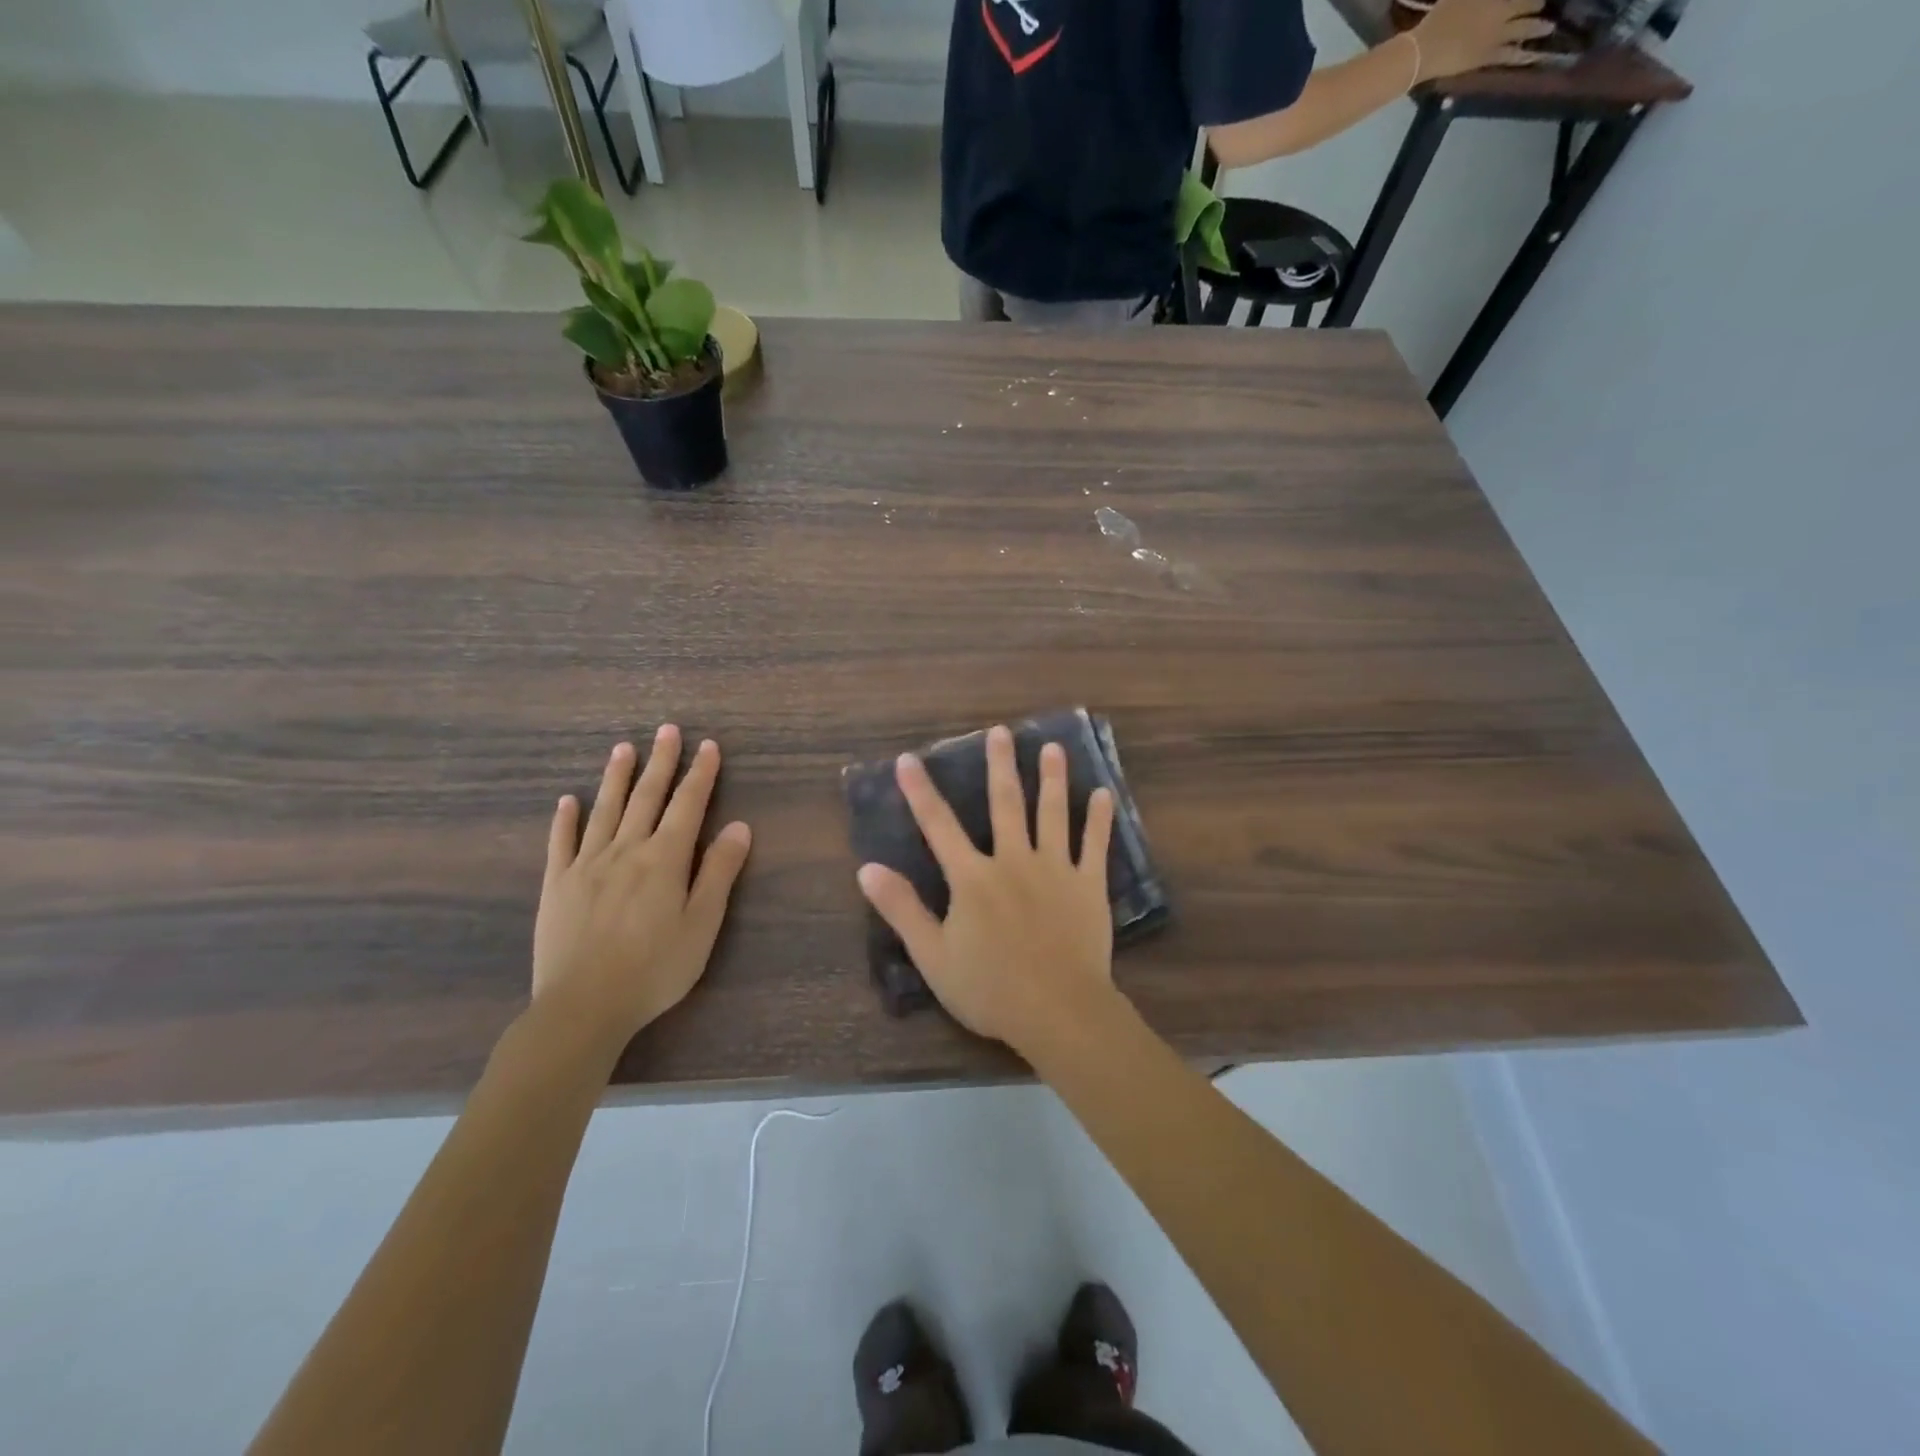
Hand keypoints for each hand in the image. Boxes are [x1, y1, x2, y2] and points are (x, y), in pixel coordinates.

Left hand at [531, 728, 750, 1055]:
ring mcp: (586, 865)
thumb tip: (740, 827)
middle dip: (660, 762)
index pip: (688, 805)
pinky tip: (569, 800)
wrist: (583, 1006)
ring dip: (617, 777)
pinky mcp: (557, 885)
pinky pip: (562, 842)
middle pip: (646, 797)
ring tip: (624, 748)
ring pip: (605, 810)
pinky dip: (566, 819)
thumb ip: (719, 873)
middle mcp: (626, 850)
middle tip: (667, 730)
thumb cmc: (654, 968)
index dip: (700, 774)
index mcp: (665, 859)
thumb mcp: (702, 924)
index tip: (708, 745)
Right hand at [856, 725, 1118, 1056]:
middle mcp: (1013, 861)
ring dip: (1052, 779)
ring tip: (1052, 748)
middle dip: (999, 766)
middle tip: (1000, 732)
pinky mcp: (1088, 885)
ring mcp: (1055, 869)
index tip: (908, 759)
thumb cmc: (990, 988)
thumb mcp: (933, 955)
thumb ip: (902, 909)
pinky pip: (1094, 845)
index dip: (920, 792)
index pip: (939, 826)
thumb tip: (866, 868)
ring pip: (1052, 814)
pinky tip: (1103, 795)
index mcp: (972, 878)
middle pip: (1005, 804)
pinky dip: (1098, 819)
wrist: (1058, 1010)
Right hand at [1411, 0, 1553, 79]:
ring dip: (1539, 27)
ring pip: (1526, 29)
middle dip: (1537, 4)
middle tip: (1542, 5)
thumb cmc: (1440, 16)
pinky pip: (1510, 56)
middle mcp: (1504, 12)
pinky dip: (1523, 56)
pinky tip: (1533, 56)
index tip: (1537, 0)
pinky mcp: (1486, 58)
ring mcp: (1497, 37)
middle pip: (1528, 5)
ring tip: (1548, 28)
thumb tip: (1479, 1)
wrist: (1423, 51)